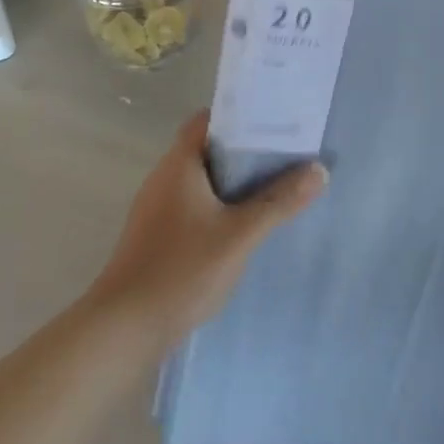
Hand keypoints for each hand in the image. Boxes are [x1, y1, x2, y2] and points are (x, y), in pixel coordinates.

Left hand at [88, 112, 326, 347]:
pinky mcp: (159, 234)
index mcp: (179, 165)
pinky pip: (196, 205)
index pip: (210, 120)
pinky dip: (222, 205)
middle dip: (248, 151)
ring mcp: (158, 208)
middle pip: (209, 149)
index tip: (279, 122)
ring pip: (204, 180)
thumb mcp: (239, 235)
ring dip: (236, 182)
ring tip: (278, 187)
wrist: (125, 328)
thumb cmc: (181, 270)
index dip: (243, 116)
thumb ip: (278, 202)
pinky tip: (247, 224)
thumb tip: (319, 169)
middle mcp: (165, 178)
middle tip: (290, 156)